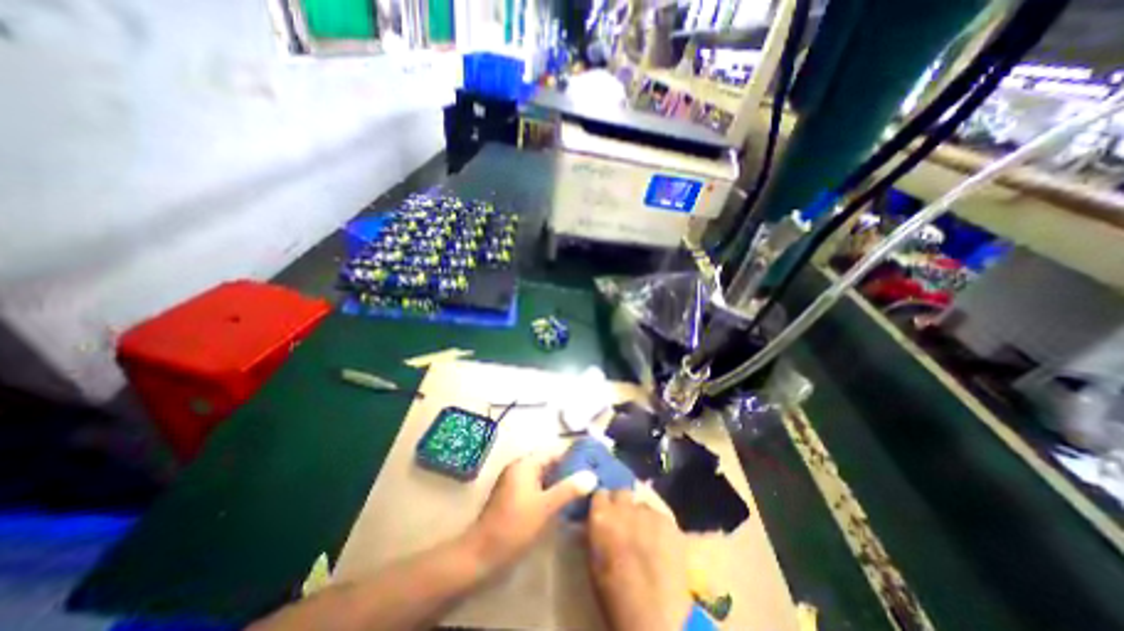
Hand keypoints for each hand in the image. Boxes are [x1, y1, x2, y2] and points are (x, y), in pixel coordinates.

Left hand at [468, 452, 599, 569]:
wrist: (481, 554)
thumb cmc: (514, 526)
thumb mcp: (545, 507)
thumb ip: (568, 489)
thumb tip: (592, 475)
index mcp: (525, 464)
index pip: (553, 451)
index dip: (573, 454)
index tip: (593, 460)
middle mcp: (519, 468)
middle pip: (549, 462)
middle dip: (569, 468)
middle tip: (591, 475)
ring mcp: (515, 482)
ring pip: (544, 475)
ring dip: (561, 480)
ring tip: (583, 487)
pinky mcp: (514, 497)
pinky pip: (538, 486)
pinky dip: (551, 489)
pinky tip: (564, 500)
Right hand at [590, 490, 695, 630]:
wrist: (655, 618)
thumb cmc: (615, 596)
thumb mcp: (594, 562)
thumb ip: (595, 533)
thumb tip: (596, 522)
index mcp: (601, 516)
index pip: (599, 494)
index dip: (602, 505)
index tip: (604, 514)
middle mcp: (624, 507)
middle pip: (621, 493)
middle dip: (621, 504)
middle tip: (624, 523)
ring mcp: (648, 512)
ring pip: (641, 505)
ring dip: (640, 516)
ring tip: (644, 536)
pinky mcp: (668, 521)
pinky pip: (659, 516)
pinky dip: (657, 526)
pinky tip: (660, 544)